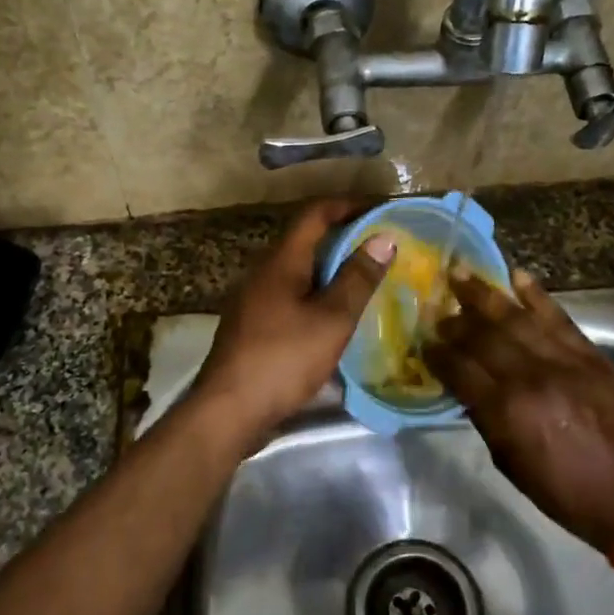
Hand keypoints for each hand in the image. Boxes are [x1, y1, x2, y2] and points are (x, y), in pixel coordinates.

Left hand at [191, 200, 394, 436]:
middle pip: (306, 241)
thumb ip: (358, 278)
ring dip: (331, 271)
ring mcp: (254, 300)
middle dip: (344, 239)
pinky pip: (290, 297)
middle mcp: (263, 272)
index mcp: (281, 261)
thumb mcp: (331, 319)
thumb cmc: (283, 359)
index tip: (381, 210)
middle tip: (382, 250)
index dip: (348, 205)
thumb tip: (384, 238)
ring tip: (366, 282)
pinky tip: (335, 318)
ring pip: (298, 272)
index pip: (315, 214)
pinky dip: (317, 296)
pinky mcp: (252, 326)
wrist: (229, 409)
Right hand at [424, 268, 613, 550]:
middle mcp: (530, 377)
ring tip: (461, 273)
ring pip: (516, 318)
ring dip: (485, 294)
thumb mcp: (509, 462)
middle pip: (483, 337)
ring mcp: (563, 361)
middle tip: (437, 307)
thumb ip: (484, 418)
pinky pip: (558, 317)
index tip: (422, 340)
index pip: (459, 369)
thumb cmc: (563, 490)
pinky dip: (537, 295)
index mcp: (506, 410)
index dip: (437, 353)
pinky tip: (516, 275)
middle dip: (455, 320)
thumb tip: (465, 386)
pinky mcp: (590, 355)